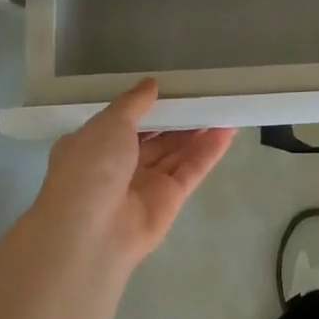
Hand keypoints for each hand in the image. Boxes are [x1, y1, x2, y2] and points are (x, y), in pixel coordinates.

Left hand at [28, 80, 235, 270]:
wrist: (90, 234)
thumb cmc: (91, 168)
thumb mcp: (108, 123)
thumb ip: (134, 103)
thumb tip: (151, 84)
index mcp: (94, 146)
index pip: (124, 122)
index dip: (148, 106)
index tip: (172, 87)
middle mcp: (118, 166)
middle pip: (155, 137)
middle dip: (178, 118)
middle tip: (205, 94)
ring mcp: (145, 185)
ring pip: (176, 153)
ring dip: (198, 131)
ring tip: (224, 105)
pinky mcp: (170, 200)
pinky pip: (191, 170)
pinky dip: (209, 151)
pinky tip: (229, 130)